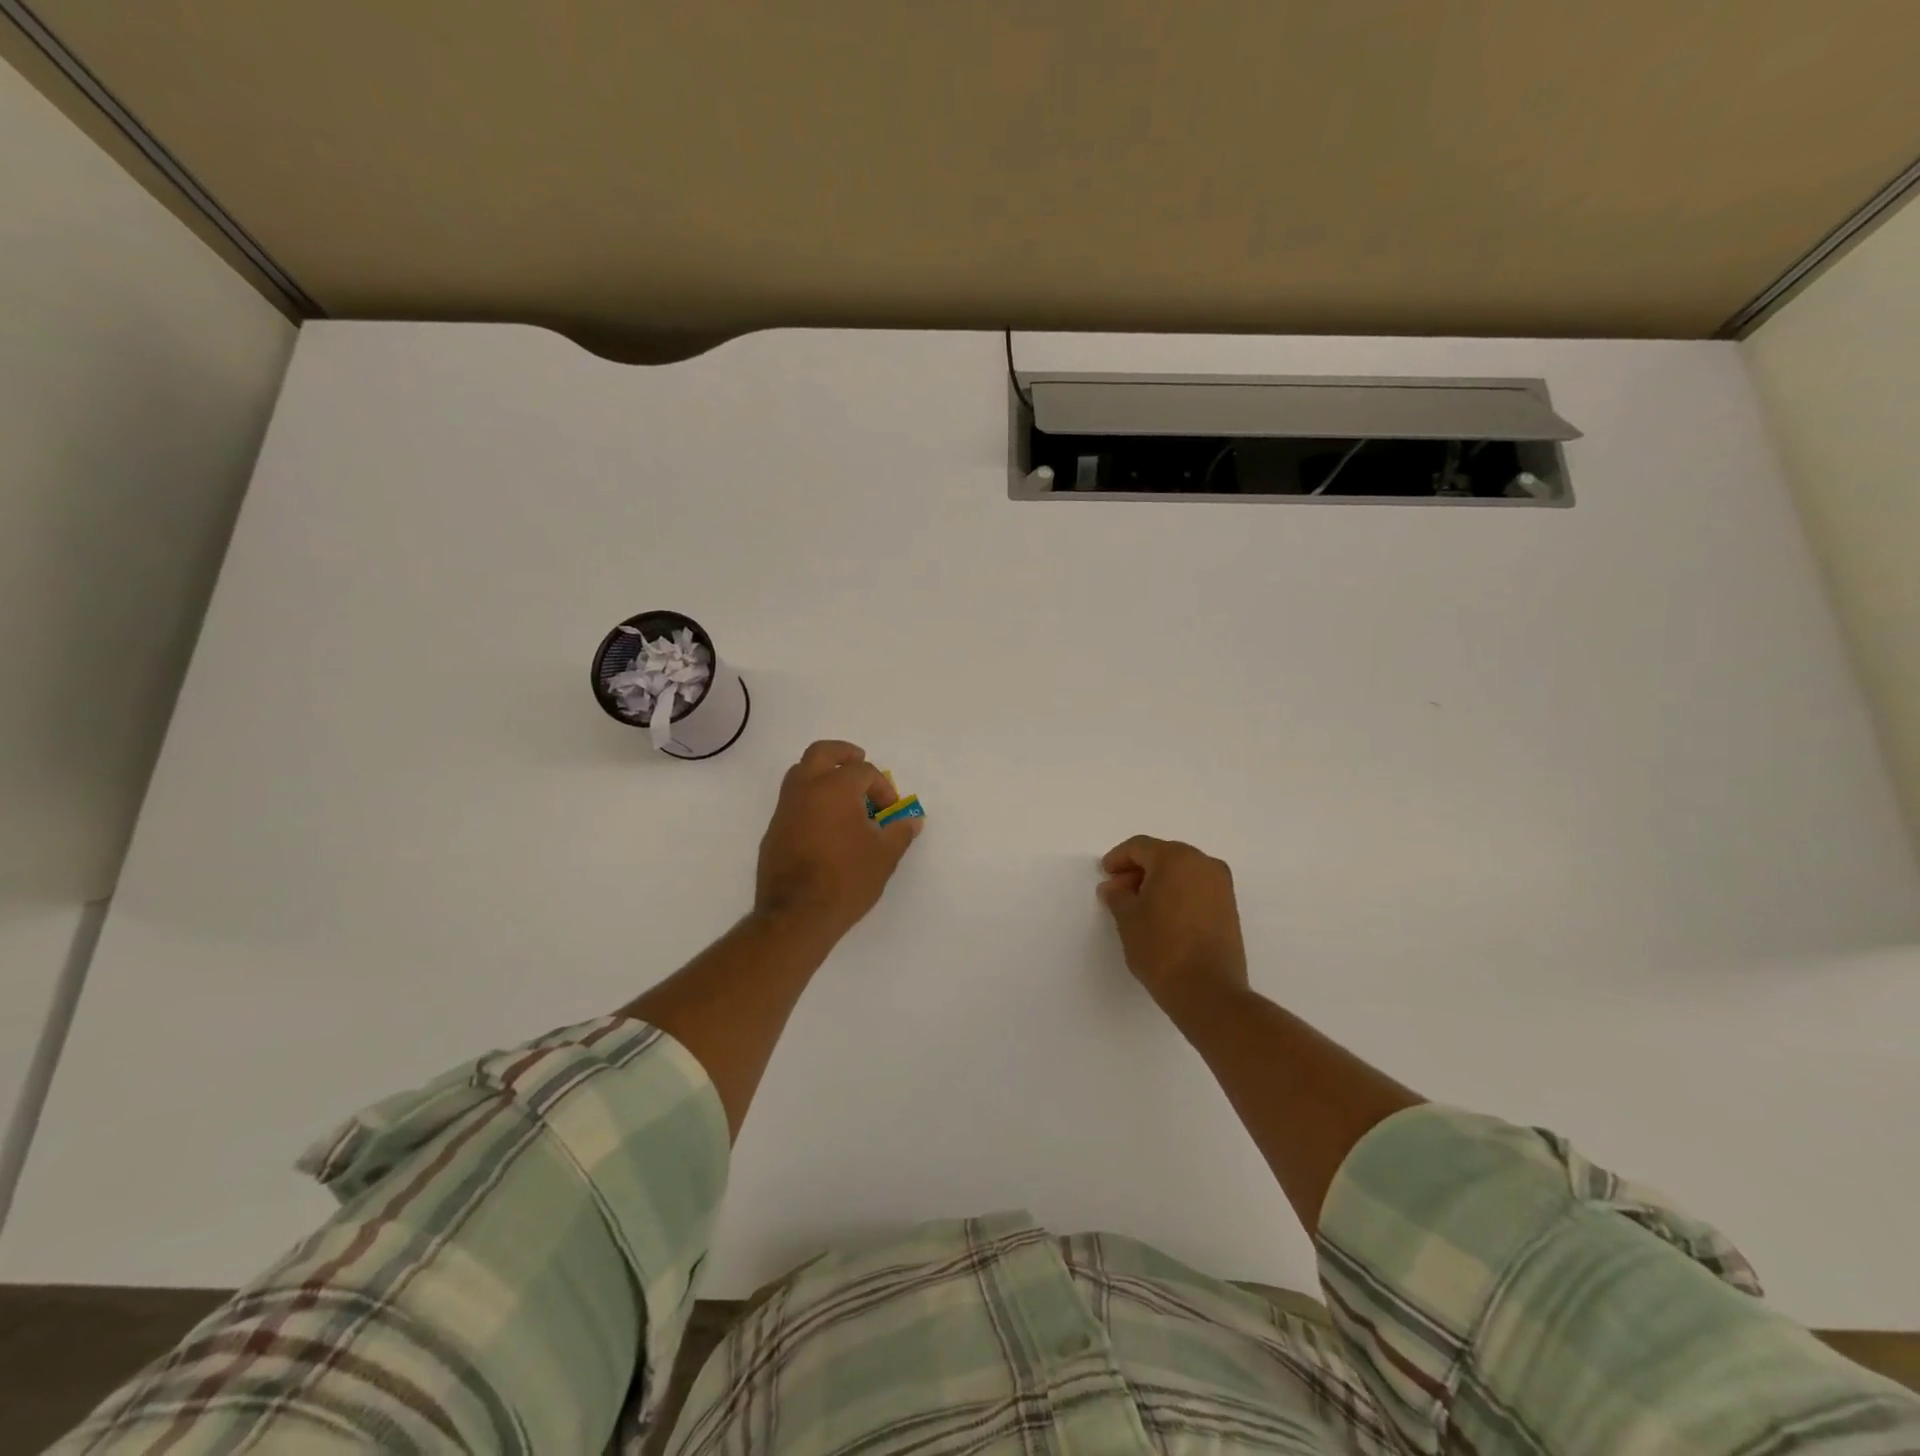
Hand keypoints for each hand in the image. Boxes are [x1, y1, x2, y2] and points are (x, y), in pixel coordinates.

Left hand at [755, 740, 921, 938]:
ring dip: (822, 774)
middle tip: (859, 760)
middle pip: (822, 753)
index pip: (863, 771)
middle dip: (843, 754)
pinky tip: (826, 824)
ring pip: (801, 773)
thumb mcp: (884, 856)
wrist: (796, 915)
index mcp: (834, 788)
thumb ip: (899, 832)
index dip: (882, 787)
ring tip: (843, 794)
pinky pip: (793, 801)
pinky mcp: (774, 830)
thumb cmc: (846, 880)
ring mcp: (784, 809)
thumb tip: (911, 820)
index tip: (889, 811)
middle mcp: (805, 789)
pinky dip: (810, 799)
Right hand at [1097, 836, 1248, 1012]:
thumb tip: (1114, 887)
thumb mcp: (1128, 919)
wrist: (1208, 991)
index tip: (1106, 875)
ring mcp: (1221, 884)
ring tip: (1140, 906)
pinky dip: (1178, 892)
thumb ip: (1117, 896)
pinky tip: (1163, 915)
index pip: (1140, 847)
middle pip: (1163, 855)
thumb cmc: (1161, 948)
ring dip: (1159, 881)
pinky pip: (1197, 887)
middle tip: (1120, 891)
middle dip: (1139, 869)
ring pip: (1182, 871)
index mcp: (1176, 858)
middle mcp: (1203, 863)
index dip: (1118, 858)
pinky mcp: (1230, 906)